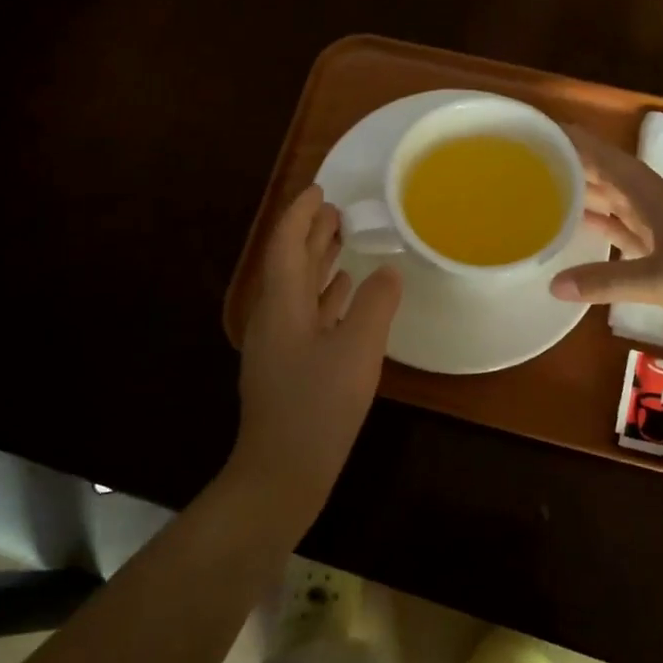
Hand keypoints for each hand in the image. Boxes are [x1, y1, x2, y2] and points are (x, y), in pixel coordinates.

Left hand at [232, 185, 402, 521]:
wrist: (282, 473)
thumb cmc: (318, 407)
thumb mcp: (357, 351)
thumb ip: (375, 305)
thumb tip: (388, 272)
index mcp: (282, 304)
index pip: (287, 244)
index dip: (301, 213)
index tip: (320, 189)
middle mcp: (275, 317)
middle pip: (290, 263)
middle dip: (310, 233)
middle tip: (337, 209)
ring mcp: (280, 344)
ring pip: (299, 289)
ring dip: (318, 261)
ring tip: (342, 239)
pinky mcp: (290, 366)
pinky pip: (307, 315)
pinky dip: (325, 296)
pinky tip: (344, 292)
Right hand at [550, 128, 662, 358]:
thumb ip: (608, 282)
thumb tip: (552, 284)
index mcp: (659, 198)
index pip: (611, 161)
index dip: (580, 143)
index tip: (544, 130)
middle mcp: (660, 208)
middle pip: (612, 180)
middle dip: (576, 168)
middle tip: (533, 164)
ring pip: (619, 207)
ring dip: (588, 199)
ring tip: (547, 194)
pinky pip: (628, 237)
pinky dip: (605, 233)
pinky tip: (582, 233)